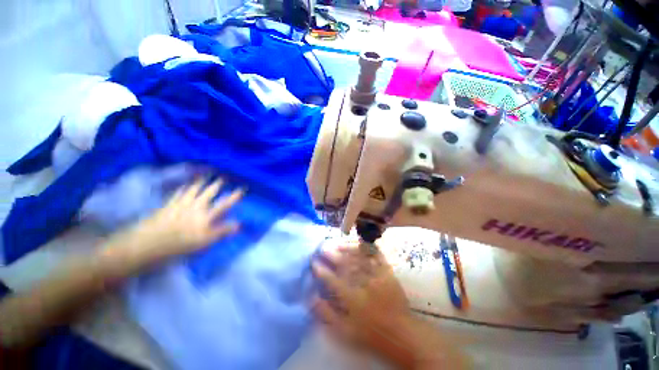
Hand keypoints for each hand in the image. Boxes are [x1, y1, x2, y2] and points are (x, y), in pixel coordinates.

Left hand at [103, 179, 243, 266]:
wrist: (148, 244)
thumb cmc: (180, 246)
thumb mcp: (205, 242)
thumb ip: (222, 232)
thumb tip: (239, 224)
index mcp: (206, 216)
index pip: (225, 204)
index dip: (235, 196)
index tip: (242, 189)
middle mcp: (197, 207)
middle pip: (210, 192)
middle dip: (218, 184)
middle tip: (223, 177)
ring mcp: (182, 203)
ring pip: (195, 188)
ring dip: (202, 181)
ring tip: (207, 175)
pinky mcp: (169, 204)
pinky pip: (179, 191)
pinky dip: (184, 186)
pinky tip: (186, 183)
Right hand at [311, 242, 416, 365]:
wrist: (401, 333)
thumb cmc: (370, 333)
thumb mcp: (345, 331)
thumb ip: (326, 314)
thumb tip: (311, 297)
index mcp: (353, 299)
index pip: (333, 280)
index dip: (322, 270)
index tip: (314, 262)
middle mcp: (364, 284)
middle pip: (346, 265)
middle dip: (332, 255)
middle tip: (324, 247)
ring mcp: (377, 276)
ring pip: (359, 258)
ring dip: (346, 249)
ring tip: (337, 243)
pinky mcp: (387, 272)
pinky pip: (376, 256)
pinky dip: (366, 248)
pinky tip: (359, 243)